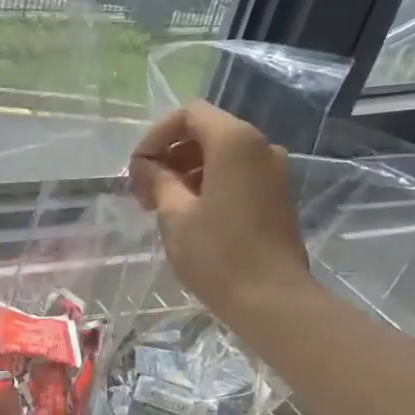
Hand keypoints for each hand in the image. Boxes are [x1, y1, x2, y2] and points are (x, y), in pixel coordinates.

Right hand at [129, 101, 309, 323]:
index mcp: (235, 142)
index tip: (138, 169)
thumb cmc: (218, 255)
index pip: (188, 114)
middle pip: (206, 131)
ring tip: (164, 206)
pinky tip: (191, 215)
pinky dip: (209, 183)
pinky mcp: (276, 195)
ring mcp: (272, 171)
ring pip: (221, 154)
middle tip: (146, 192)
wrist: (272, 299)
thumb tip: (146, 166)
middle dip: (170, 154)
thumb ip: (158, 180)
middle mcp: (260, 146)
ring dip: (187, 170)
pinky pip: (237, 174)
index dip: (157, 136)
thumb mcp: (175, 216)